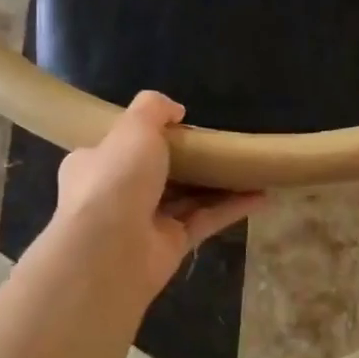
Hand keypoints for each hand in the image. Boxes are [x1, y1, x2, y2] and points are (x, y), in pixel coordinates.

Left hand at [52, 91, 264, 298]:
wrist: (110, 249)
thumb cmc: (116, 178)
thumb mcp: (134, 127)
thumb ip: (154, 108)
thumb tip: (176, 110)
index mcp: (96, 163)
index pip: (121, 146)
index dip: (148, 136)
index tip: (181, 126)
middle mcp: (117, 193)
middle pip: (158, 172)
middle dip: (189, 161)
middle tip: (221, 145)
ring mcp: (145, 222)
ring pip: (186, 198)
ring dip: (217, 184)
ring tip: (250, 168)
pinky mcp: (171, 245)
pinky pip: (205, 221)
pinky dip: (232, 208)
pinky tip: (261, 196)